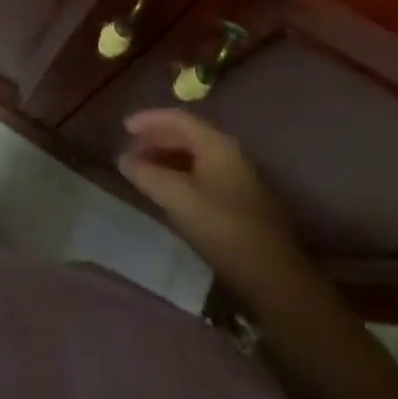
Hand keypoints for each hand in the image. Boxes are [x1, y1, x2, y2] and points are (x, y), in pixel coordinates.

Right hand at [117, 109, 296, 273]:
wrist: (275, 279)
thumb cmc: (224, 229)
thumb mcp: (178, 199)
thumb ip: (147, 175)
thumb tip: (122, 158)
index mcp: (218, 144)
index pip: (178, 119)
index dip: (148, 120)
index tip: (123, 128)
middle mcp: (230, 153)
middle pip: (187, 136)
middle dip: (156, 141)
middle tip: (129, 153)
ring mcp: (239, 178)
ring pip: (195, 157)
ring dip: (167, 160)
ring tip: (144, 173)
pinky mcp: (242, 202)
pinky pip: (204, 175)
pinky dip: (181, 176)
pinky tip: (169, 193)